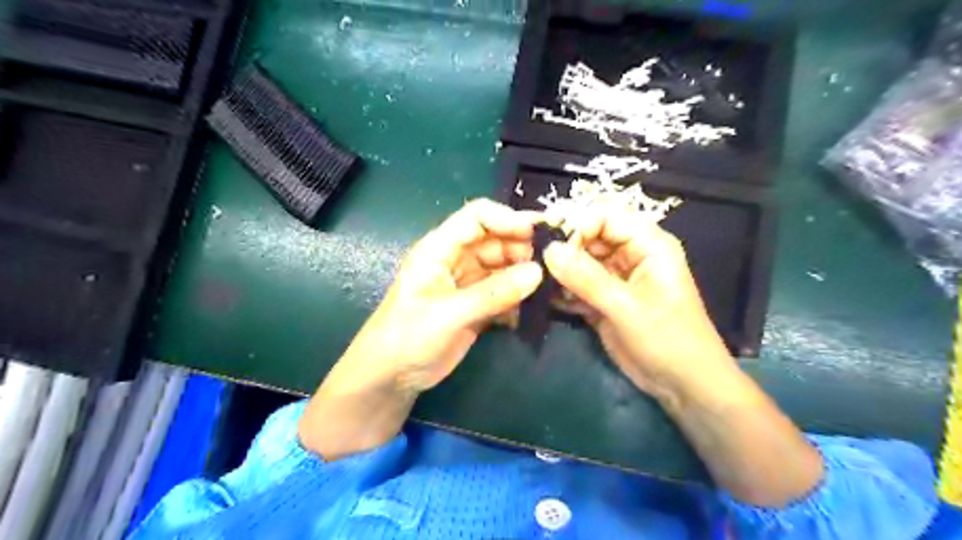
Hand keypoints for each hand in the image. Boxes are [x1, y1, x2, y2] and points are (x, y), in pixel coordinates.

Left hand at [342, 199, 543, 391]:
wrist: (392, 377)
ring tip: (547, 288)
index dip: (507, 218)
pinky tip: (525, 314)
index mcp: (440, 249)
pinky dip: (517, 299)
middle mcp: (456, 260)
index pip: (477, 217)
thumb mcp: (450, 313)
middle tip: (550, 265)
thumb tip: (537, 272)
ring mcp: (467, 283)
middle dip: (521, 248)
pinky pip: (503, 293)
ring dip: (523, 275)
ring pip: (502, 267)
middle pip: (495, 241)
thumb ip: (493, 293)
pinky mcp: (476, 306)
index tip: (537, 232)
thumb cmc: (409, 337)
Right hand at [544, 211, 823, 504]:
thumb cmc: (667, 339)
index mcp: (647, 244)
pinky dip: (564, 292)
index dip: (578, 226)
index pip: (605, 217)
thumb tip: (549, 250)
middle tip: (536, 266)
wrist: (683, 386)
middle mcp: (630, 255)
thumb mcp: (626, 306)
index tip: (552, 248)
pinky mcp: (605, 301)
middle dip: (564, 250)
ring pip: (581, 263)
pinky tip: (548, 301)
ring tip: (538, 283)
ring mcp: (616, 279)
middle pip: (589, 238)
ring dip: (560, 272)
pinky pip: (579, 286)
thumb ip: (586, 277)